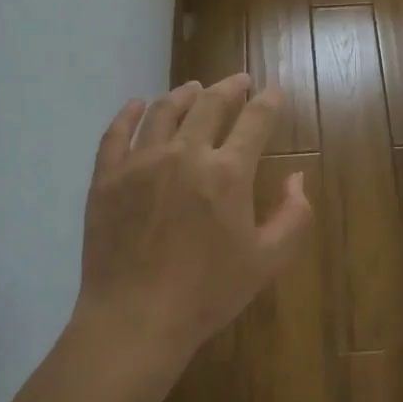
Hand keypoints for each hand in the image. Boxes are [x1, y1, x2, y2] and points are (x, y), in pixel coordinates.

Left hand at [75, 73, 314, 375]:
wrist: (135, 320)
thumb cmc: (207, 293)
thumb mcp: (268, 261)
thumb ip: (293, 215)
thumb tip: (296, 177)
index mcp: (228, 172)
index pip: (255, 119)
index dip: (269, 100)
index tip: (274, 90)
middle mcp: (185, 154)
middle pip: (209, 104)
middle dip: (230, 87)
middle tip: (238, 82)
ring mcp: (140, 162)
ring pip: (163, 111)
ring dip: (184, 94)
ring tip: (193, 88)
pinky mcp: (106, 177)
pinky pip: (116, 133)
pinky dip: (129, 113)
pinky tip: (136, 105)